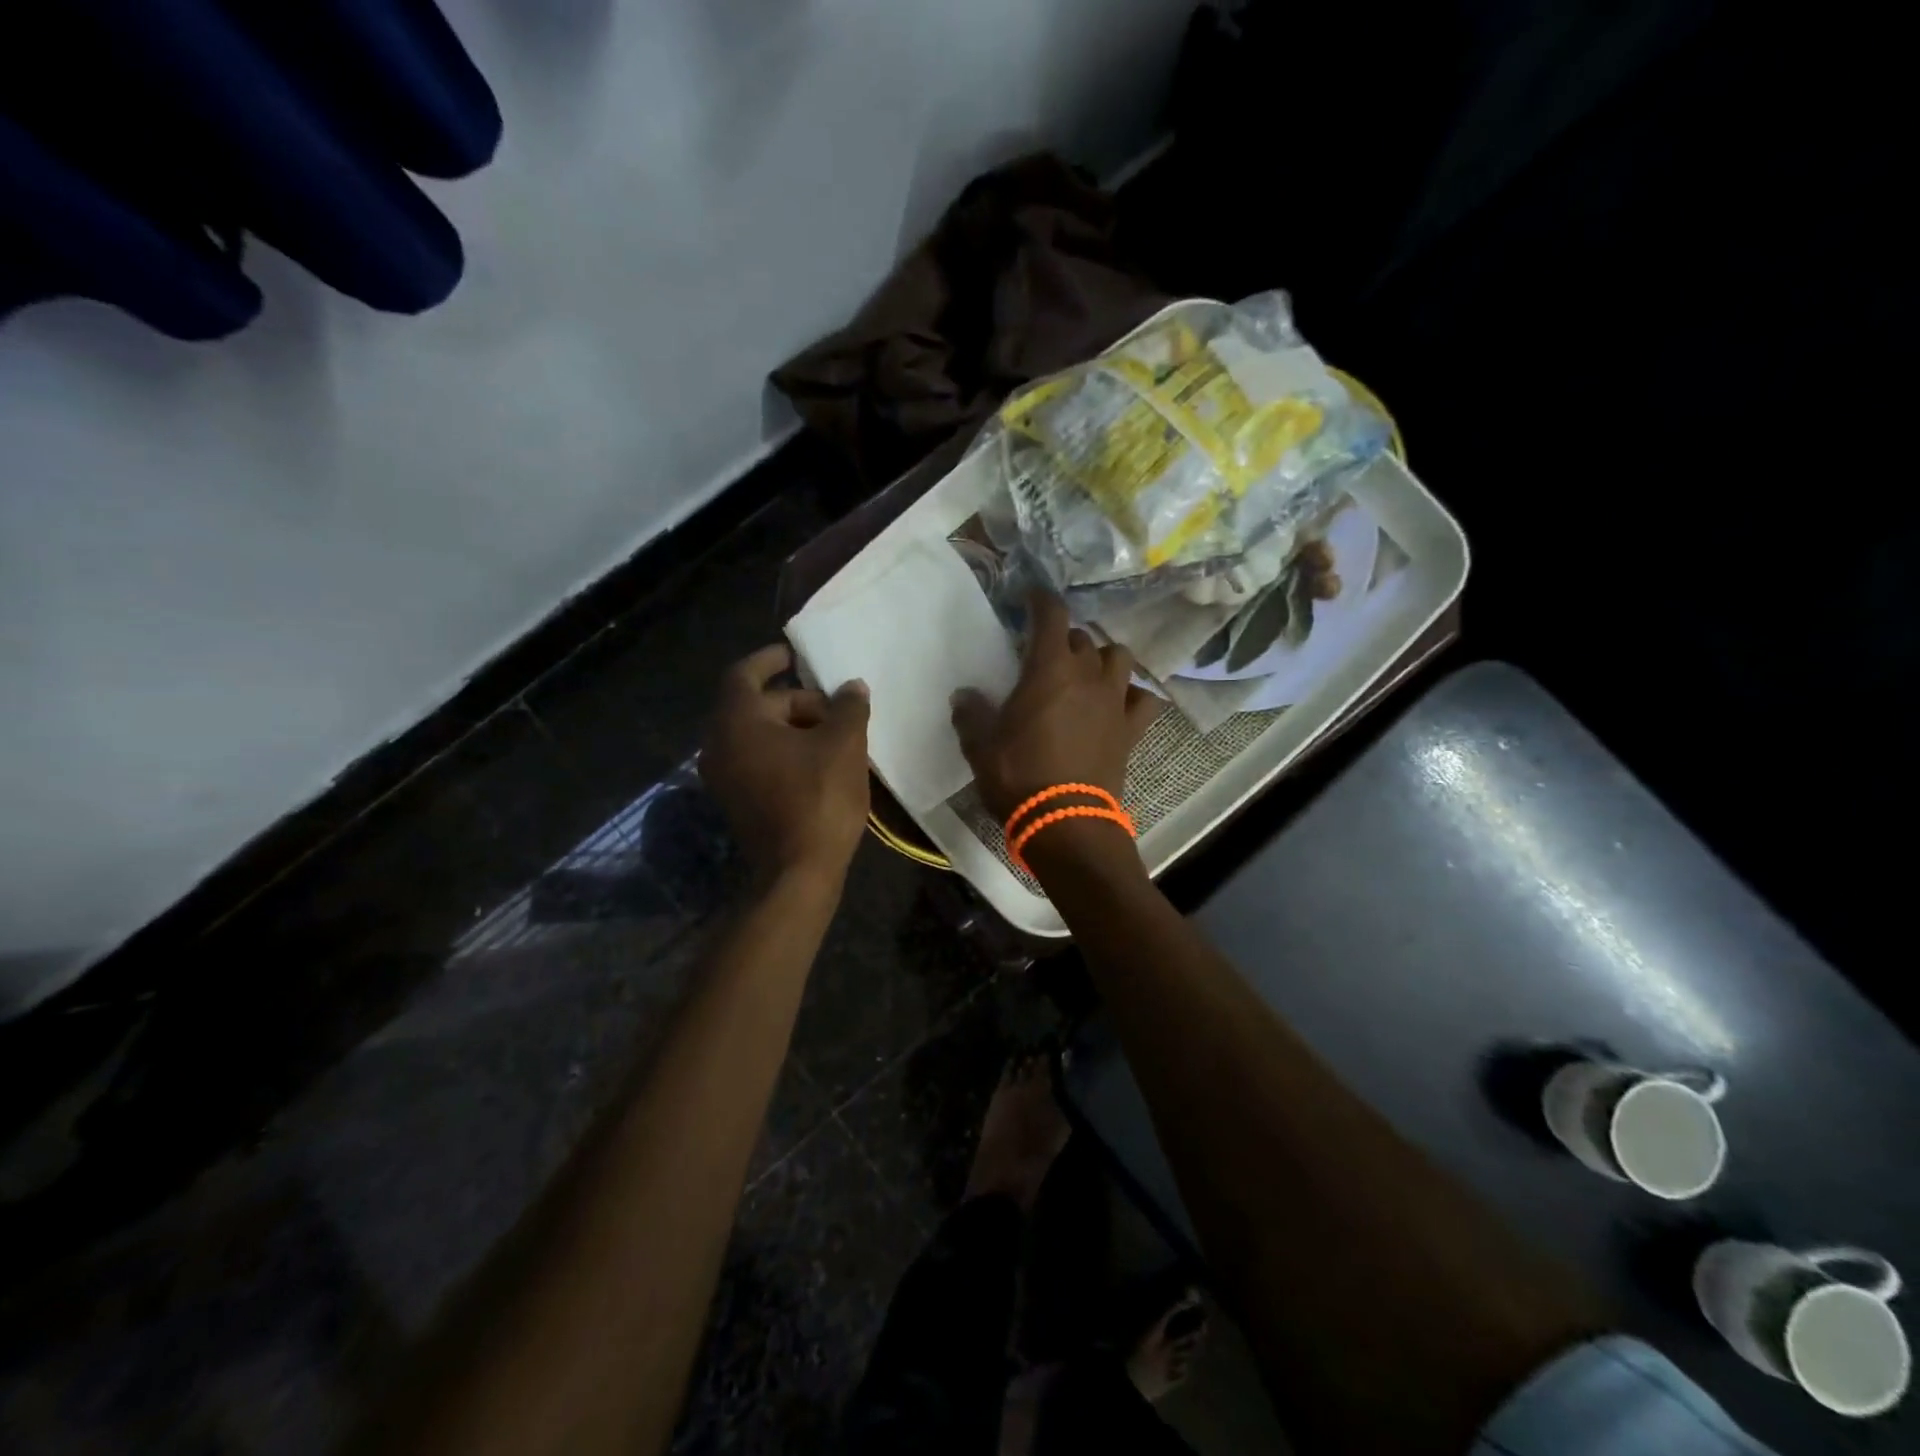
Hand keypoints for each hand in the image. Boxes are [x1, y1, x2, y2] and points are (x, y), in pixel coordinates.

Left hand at [700, 644, 871, 884]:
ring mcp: (724, 776)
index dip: (769, 659)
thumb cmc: (818, 798)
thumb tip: (852, 687)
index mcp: (737, 722)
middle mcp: (719, 745)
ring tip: (835, 733)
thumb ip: (849, 707)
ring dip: (793, 727)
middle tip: (836, 707)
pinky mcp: (736, 800)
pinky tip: (820, 760)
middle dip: (796, 701)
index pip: (744, 674)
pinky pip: (757, 759)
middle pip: (756, 706)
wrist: (798, 871)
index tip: (794, 654)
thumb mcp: (844, 744)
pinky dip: (784, 750)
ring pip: (758, 735)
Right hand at [950, 591, 1159, 821]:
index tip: (1031, 595)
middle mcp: (1088, 675)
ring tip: (1085, 673)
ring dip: (1101, 658)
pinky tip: (1118, 703)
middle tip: (1044, 654)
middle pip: (1081, 637)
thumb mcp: (980, 745)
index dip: (1041, 599)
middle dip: (1063, 638)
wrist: (1065, 822)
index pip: (1051, 615)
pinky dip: (1132, 694)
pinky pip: (1143, 699)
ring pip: (1118, 658)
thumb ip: (971, 713)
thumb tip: (964, 695)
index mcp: (1049, 670)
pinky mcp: (1131, 729)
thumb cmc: (1018, 776)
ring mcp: (1115, 701)